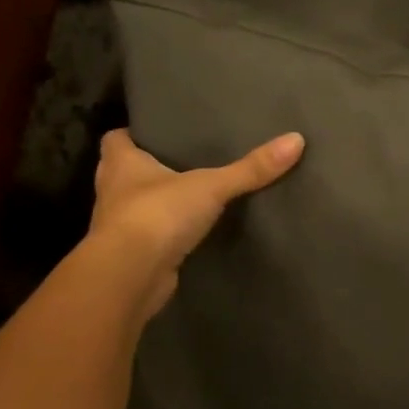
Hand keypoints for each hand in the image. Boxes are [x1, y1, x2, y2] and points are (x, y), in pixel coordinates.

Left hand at [86, 128, 304, 322]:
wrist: (130, 276)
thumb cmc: (158, 215)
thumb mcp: (211, 186)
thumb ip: (250, 168)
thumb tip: (296, 140)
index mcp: (120, 163)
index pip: (115, 139)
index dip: (134, 134)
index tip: (157, 133)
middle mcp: (112, 191)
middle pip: (124, 172)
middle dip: (148, 168)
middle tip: (182, 161)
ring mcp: (119, 226)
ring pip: (135, 206)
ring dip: (155, 203)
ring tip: (190, 196)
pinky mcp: (132, 255)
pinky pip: (149, 237)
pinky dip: (164, 234)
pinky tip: (188, 233)